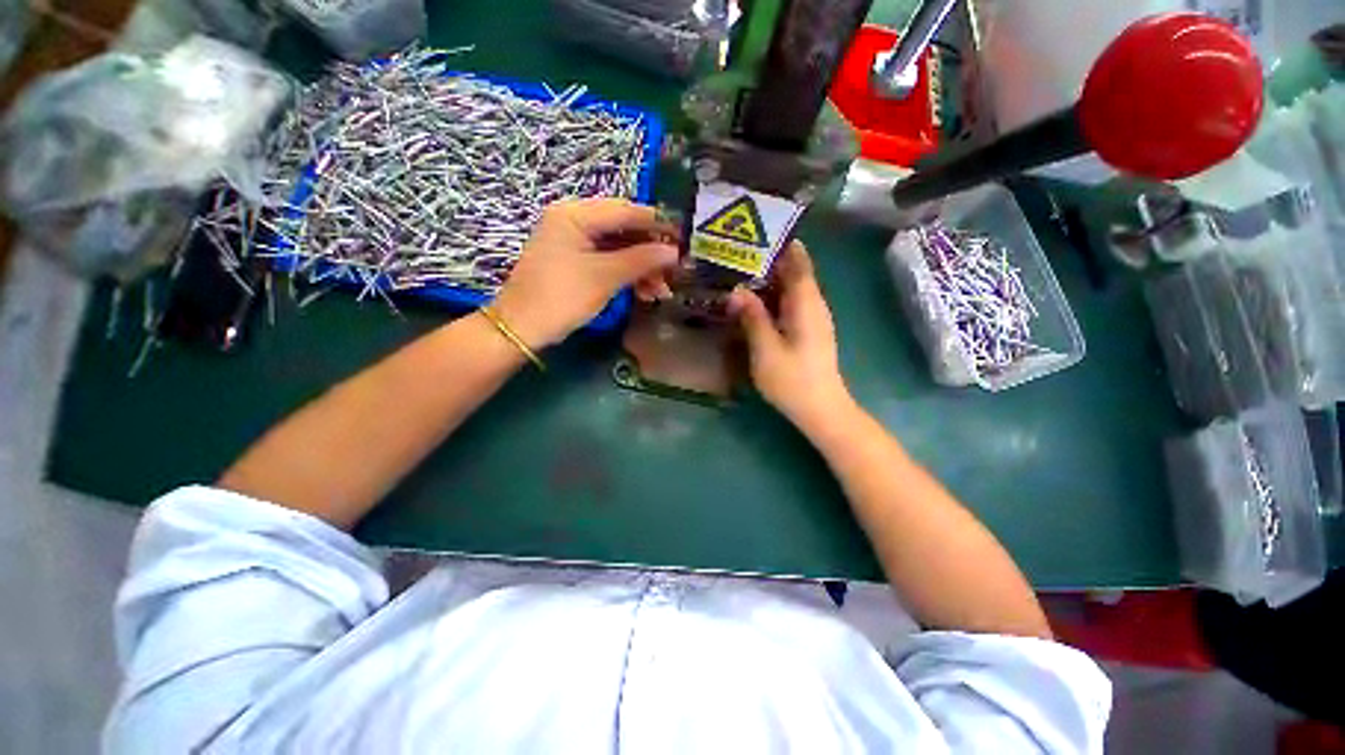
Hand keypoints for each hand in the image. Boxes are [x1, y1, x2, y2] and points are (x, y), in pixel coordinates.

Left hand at [492, 198, 677, 347]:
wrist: (521, 329)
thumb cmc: (562, 297)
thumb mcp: (605, 277)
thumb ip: (641, 260)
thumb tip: (674, 251)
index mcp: (574, 215)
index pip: (625, 211)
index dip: (656, 224)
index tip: (683, 237)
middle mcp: (573, 222)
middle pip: (622, 230)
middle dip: (650, 253)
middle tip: (674, 270)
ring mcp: (573, 244)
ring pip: (618, 250)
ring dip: (641, 269)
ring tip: (661, 291)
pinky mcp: (574, 264)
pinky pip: (607, 262)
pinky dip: (626, 276)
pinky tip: (644, 293)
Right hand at [728, 242, 853, 430]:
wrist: (821, 409)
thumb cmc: (793, 380)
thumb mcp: (766, 348)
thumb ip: (752, 317)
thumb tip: (737, 290)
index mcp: (807, 304)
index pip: (799, 263)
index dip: (783, 246)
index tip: (760, 232)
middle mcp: (814, 306)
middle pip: (796, 273)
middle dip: (771, 261)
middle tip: (740, 254)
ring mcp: (814, 320)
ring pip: (793, 290)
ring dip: (771, 280)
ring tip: (742, 273)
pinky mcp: (809, 332)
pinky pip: (791, 304)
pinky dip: (774, 297)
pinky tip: (755, 302)